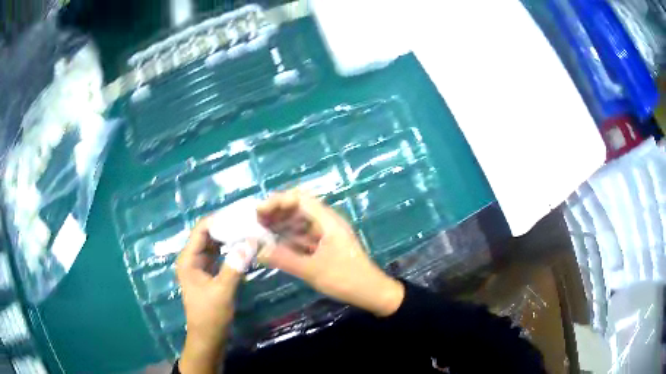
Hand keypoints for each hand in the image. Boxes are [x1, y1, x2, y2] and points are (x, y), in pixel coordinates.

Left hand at [176, 217, 242, 373]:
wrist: (208, 338)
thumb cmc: (210, 315)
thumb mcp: (223, 290)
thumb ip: (235, 265)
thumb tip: (251, 241)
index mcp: (188, 259)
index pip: (201, 230)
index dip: (218, 220)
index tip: (240, 214)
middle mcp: (191, 259)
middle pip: (207, 235)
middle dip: (226, 227)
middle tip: (248, 221)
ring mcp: (199, 267)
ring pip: (213, 246)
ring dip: (228, 238)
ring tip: (248, 230)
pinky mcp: (208, 275)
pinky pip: (218, 257)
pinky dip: (229, 251)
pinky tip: (243, 248)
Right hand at [257, 190, 404, 316]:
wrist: (372, 292)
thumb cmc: (346, 279)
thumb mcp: (313, 271)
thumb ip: (284, 259)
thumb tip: (259, 251)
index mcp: (328, 221)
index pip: (299, 198)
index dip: (277, 201)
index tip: (258, 212)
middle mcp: (327, 222)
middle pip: (299, 207)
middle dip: (276, 211)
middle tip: (256, 222)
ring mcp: (327, 233)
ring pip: (300, 222)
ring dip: (281, 223)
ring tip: (261, 230)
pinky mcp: (326, 245)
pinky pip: (304, 235)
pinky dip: (290, 237)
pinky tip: (276, 243)